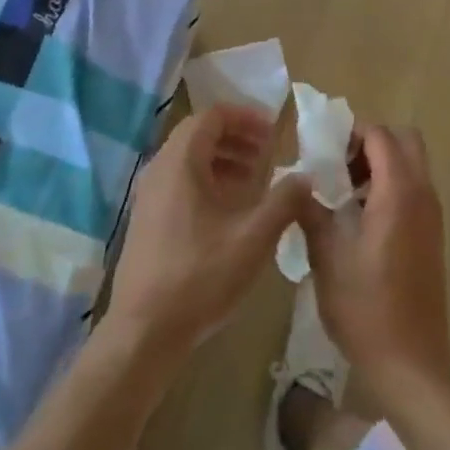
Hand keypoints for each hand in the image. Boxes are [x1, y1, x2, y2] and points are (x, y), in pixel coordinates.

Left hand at [105, 104, 311, 362]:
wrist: (144, 333)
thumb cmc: (200, 277)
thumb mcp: (253, 238)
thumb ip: (283, 201)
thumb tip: (306, 177)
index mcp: (180, 162)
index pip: (211, 116)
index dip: (244, 117)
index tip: (273, 132)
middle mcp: (159, 169)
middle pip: (198, 134)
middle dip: (236, 137)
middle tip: (268, 152)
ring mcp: (148, 195)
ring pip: (188, 159)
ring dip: (222, 159)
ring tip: (254, 179)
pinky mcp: (147, 219)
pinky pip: (179, 181)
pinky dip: (207, 180)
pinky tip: (230, 209)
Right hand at [297, 123, 449, 409]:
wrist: (411, 365)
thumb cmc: (365, 308)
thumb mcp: (326, 256)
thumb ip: (310, 210)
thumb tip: (297, 183)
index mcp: (398, 193)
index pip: (381, 135)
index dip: (352, 133)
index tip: (323, 150)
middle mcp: (423, 195)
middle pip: (405, 141)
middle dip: (372, 143)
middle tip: (339, 165)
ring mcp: (432, 217)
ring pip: (412, 166)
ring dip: (381, 165)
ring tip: (343, 193)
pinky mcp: (432, 237)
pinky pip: (414, 191)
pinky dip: (390, 188)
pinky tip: (360, 220)